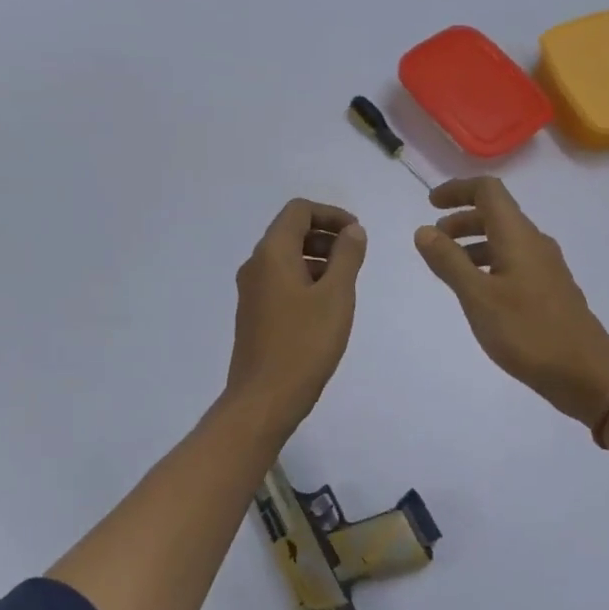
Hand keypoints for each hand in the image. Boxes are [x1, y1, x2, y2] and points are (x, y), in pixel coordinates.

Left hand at [226, 199, 367, 433]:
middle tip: (355, 257)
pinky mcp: (253, 315)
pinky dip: (305, 280)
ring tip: (345, 284)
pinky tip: (325, 307)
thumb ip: (347, 257)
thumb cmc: (304, 343)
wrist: (264, 399)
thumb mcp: (336, 296)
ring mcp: (251, 292)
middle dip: (325, 236)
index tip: (357, 234)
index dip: (330, 214)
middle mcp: (255, 266)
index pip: (298, 211)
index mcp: (272, 254)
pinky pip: (280, 282)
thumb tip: (353, 230)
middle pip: (290, 232)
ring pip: (285, 259)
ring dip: (317, 259)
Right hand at [415, 177, 608, 422]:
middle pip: (496, 214)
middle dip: (462, 219)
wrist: (585, 372)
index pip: (488, 191)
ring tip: (449, 267)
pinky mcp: (549, 290)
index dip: (458, 190)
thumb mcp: (478, 297)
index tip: (431, 204)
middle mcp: (534, 243)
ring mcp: (545, 268)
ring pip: (505, 240)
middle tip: (434, 240)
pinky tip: (478, 291)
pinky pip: (514, 262)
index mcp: (518, 236)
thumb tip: (423, 230)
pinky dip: (489, 264)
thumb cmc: (527, 331)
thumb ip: (449, 262)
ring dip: (474, 243)